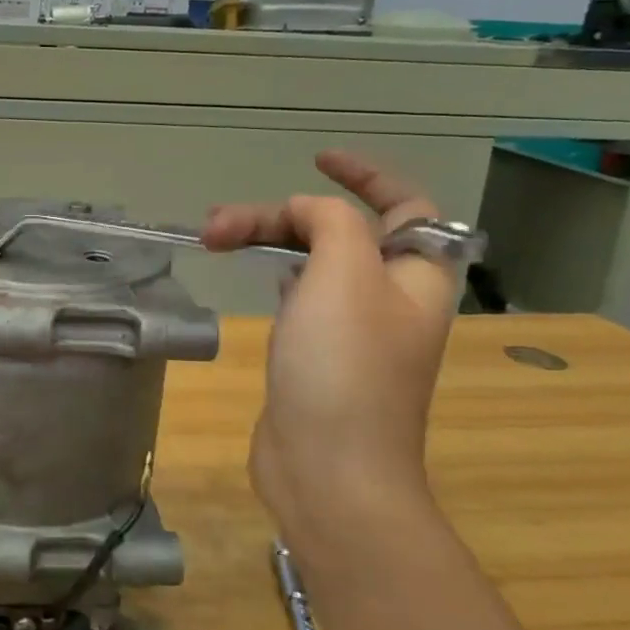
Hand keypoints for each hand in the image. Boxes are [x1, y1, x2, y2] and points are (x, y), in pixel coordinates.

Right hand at [202, 151, 461, 539]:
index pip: (406, 206)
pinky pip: (302, 295)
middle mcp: (389, 298)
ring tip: (214, 240)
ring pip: (314, 262)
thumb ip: (329, 222)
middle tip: (219, 223)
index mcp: (415, 275)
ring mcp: (353, 330)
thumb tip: (304, 213)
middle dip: (282, 215)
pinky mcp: (318, 355)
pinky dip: (277, 274)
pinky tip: (257, 275)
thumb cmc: (343, 366)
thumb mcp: (343, 274)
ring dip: (269, 240)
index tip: (317, 158)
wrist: (329, 471)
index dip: (366, 175)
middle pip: (341, 231)